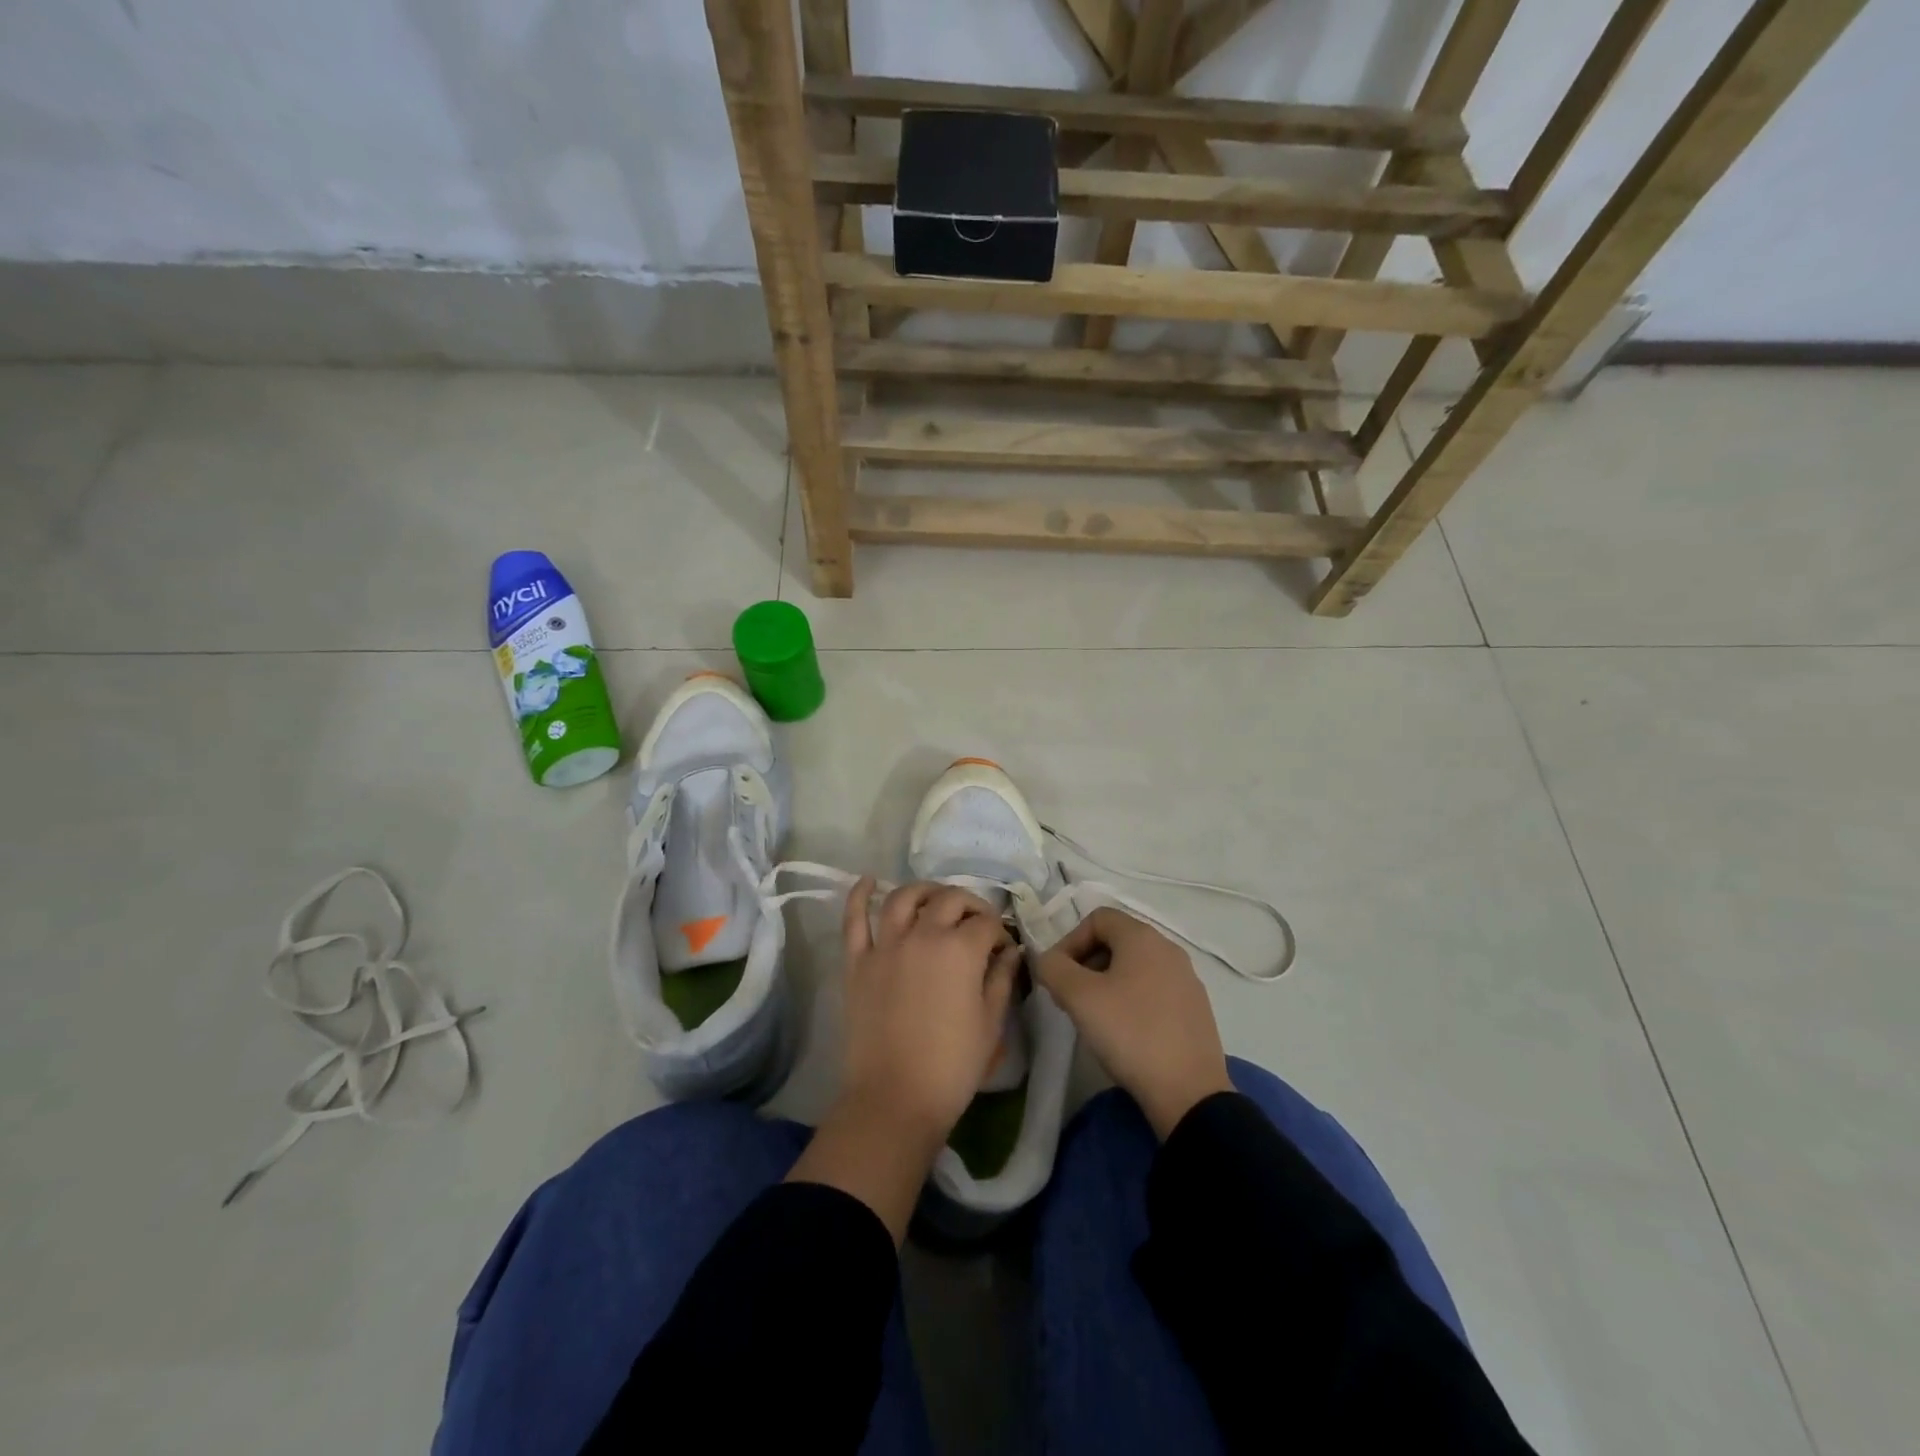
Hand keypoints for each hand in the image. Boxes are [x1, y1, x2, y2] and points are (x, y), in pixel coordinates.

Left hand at [786, 878, 1020, 1242]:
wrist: (895, 1099)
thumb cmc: (952, 1067)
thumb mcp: (991, 1024)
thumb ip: (1002, 979)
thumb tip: (1010, 950)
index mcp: (961, 950)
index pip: (987, 923)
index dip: (1000, 931)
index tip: (1003, 948)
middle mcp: (923, 935)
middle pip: (950, 900)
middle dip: (970, 904)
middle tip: (978, 922)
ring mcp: (886, 945)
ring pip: (904, 898)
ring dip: (924, 890)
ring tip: (935, 897)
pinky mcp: (858, 962)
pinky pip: (854, 920)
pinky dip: (860, 895)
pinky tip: (868, 880)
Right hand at [1034, 907, 1232, 1138]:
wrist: (1188, 1093)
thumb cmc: (1130, 1033)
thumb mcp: (1079, 998)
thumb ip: (1053, 968)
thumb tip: (1048, 960)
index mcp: (1143, 937)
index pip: (1097, 918)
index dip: (1070, 941)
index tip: (1058, 975)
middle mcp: (1169, 949)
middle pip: (1117, 940)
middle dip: (1086, 962)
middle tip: (1071, 997)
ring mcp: (1186, 979)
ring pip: (1135, 967)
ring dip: (1107, 982)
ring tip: (1095, 1016)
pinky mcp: (1195, 1008)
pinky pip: (1154, 989)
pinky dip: (1132, 999)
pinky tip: (1125, 1032)